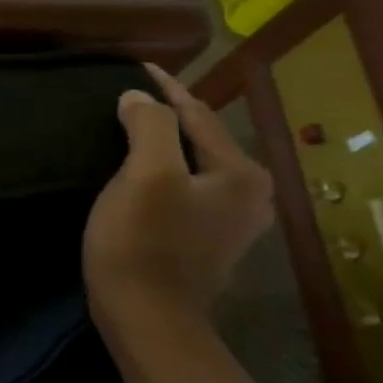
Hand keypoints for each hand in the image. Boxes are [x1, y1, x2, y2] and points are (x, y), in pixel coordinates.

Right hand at [83, 63, 273, 333]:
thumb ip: (150, 126)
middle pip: (202, 139)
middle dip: (171, 113)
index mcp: (240, 174)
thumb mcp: (145, 176)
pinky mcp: (206, 242)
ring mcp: (231, 222)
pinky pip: (186, 188)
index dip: (166, 87)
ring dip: (167, 143)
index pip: (199, 114)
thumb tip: (139, 99)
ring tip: (136, 126)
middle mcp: (248, 195)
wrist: (147, 316)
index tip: (138, 66)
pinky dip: (165, 170)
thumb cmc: (143, 242)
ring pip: (194, 164)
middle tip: (135, 95)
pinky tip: (142, 172)